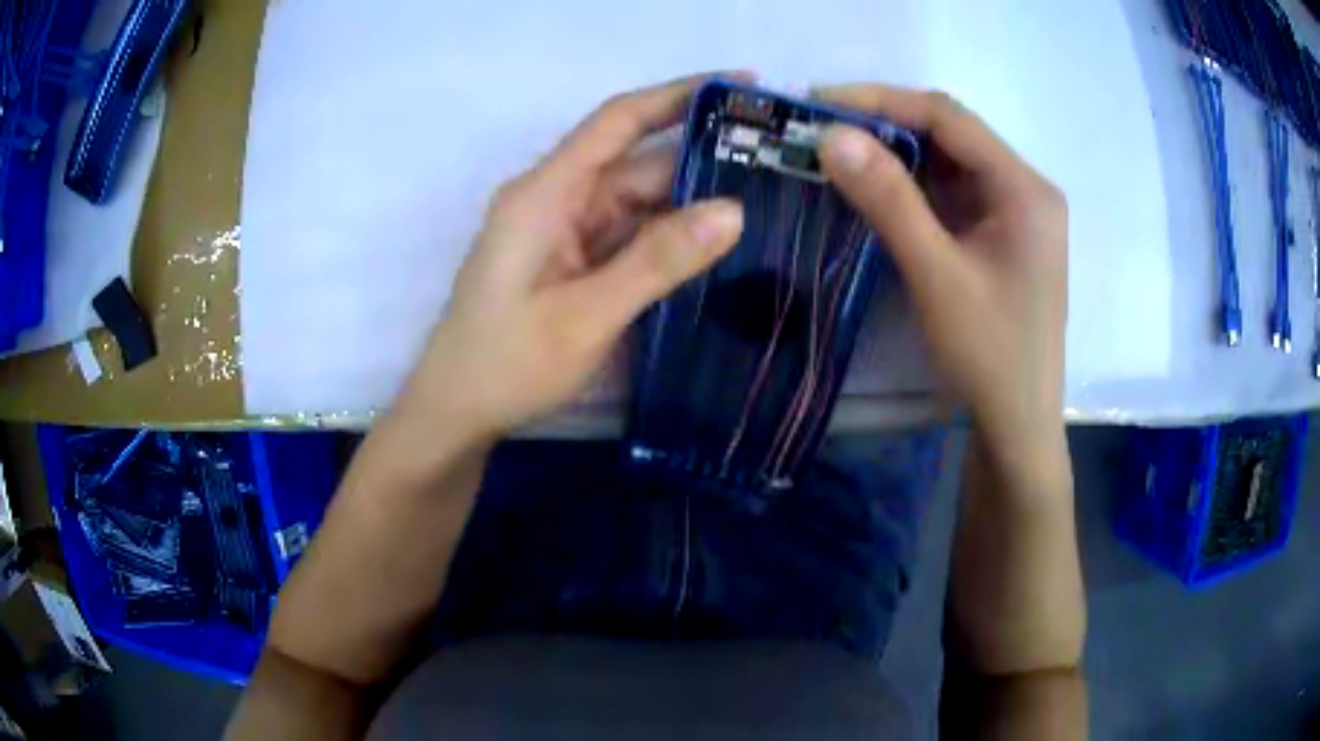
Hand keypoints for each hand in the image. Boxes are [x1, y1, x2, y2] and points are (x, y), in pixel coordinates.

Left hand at [399, 74, 744, 439]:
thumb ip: (658, 261)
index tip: (741, 85)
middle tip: (775, 166)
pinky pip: (627, 233)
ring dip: (690, 204)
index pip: (618, 121)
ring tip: (764, 204)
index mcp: (545, 193)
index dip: (679, 95)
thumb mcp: (586, 316)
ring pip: (637, 201)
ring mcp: (562, 230)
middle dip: (703, 160)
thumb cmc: (507, 365)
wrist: (456, 411)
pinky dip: (666, 237)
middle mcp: (554, 199)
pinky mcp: (569, 258)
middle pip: (636, 164)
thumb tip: (734, 210)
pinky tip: (713, 245)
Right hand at [815, 85, 1067, 450]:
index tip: (819, 101)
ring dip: (895, 155)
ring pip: (949, 162)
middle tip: (820, 127)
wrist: (1017, 424)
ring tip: (836, 152)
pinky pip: (952, 193)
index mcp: (1024, 188)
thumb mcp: (936, 274)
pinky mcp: (1001, 235)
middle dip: (885, 125)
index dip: (882, 100)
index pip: (949, 117)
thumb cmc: (989, 355)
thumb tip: (830, 135)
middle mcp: (1025, 188)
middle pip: (951, 134)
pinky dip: (912, 187)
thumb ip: (887, 200)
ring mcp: (1015, 212)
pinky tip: (874, 188)